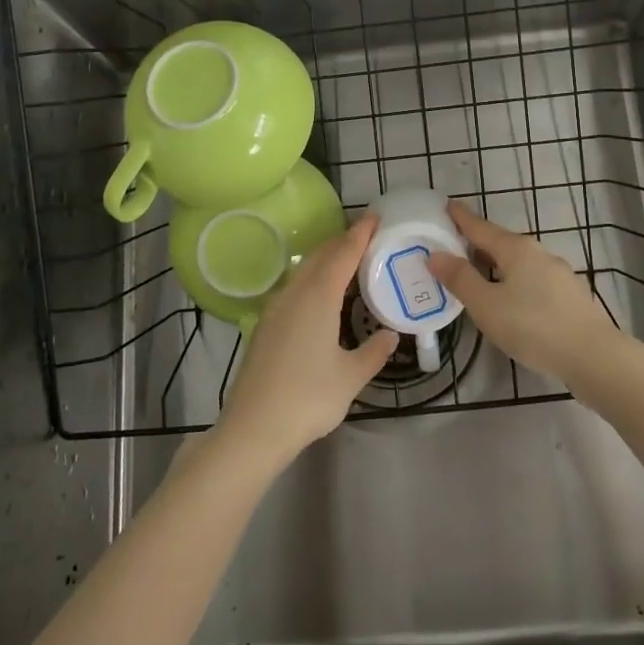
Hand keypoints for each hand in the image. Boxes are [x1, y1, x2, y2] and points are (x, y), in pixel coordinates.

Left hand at [216, 214, 397, 465]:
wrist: (254, 427)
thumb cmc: (308, 398)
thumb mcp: (351, 377)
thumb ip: (373, 352)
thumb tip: (390, 335)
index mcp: (318, 298)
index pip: (342, 254)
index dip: (359, 234)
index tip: (374, 217)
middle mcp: (294, 294)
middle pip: (320, 256)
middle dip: (342, 241)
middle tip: (367, 236)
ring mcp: (276, 309)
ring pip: (303, 270)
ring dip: (326, 259)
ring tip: (348, 261)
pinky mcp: (266, 325)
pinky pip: (294, 287)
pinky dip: (313, 278)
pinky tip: (322, 295)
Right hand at [427, 201, 623, 387]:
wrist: (594, 357)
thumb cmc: (533, 326)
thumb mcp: (486, 305)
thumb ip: (460, 279)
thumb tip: (435, 254)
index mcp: (516, 249)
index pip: (480, 227)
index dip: (461, 218)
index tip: (446, 206)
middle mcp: (539, 253)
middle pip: (500, 243)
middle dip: (477, 244)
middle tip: (452, 247)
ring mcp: (558, 274)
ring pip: (518, 263)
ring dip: (496, 265)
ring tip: (476, 275)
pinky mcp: (569, 297)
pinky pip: (532, 280)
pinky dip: (513, 282)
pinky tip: (509, 300)